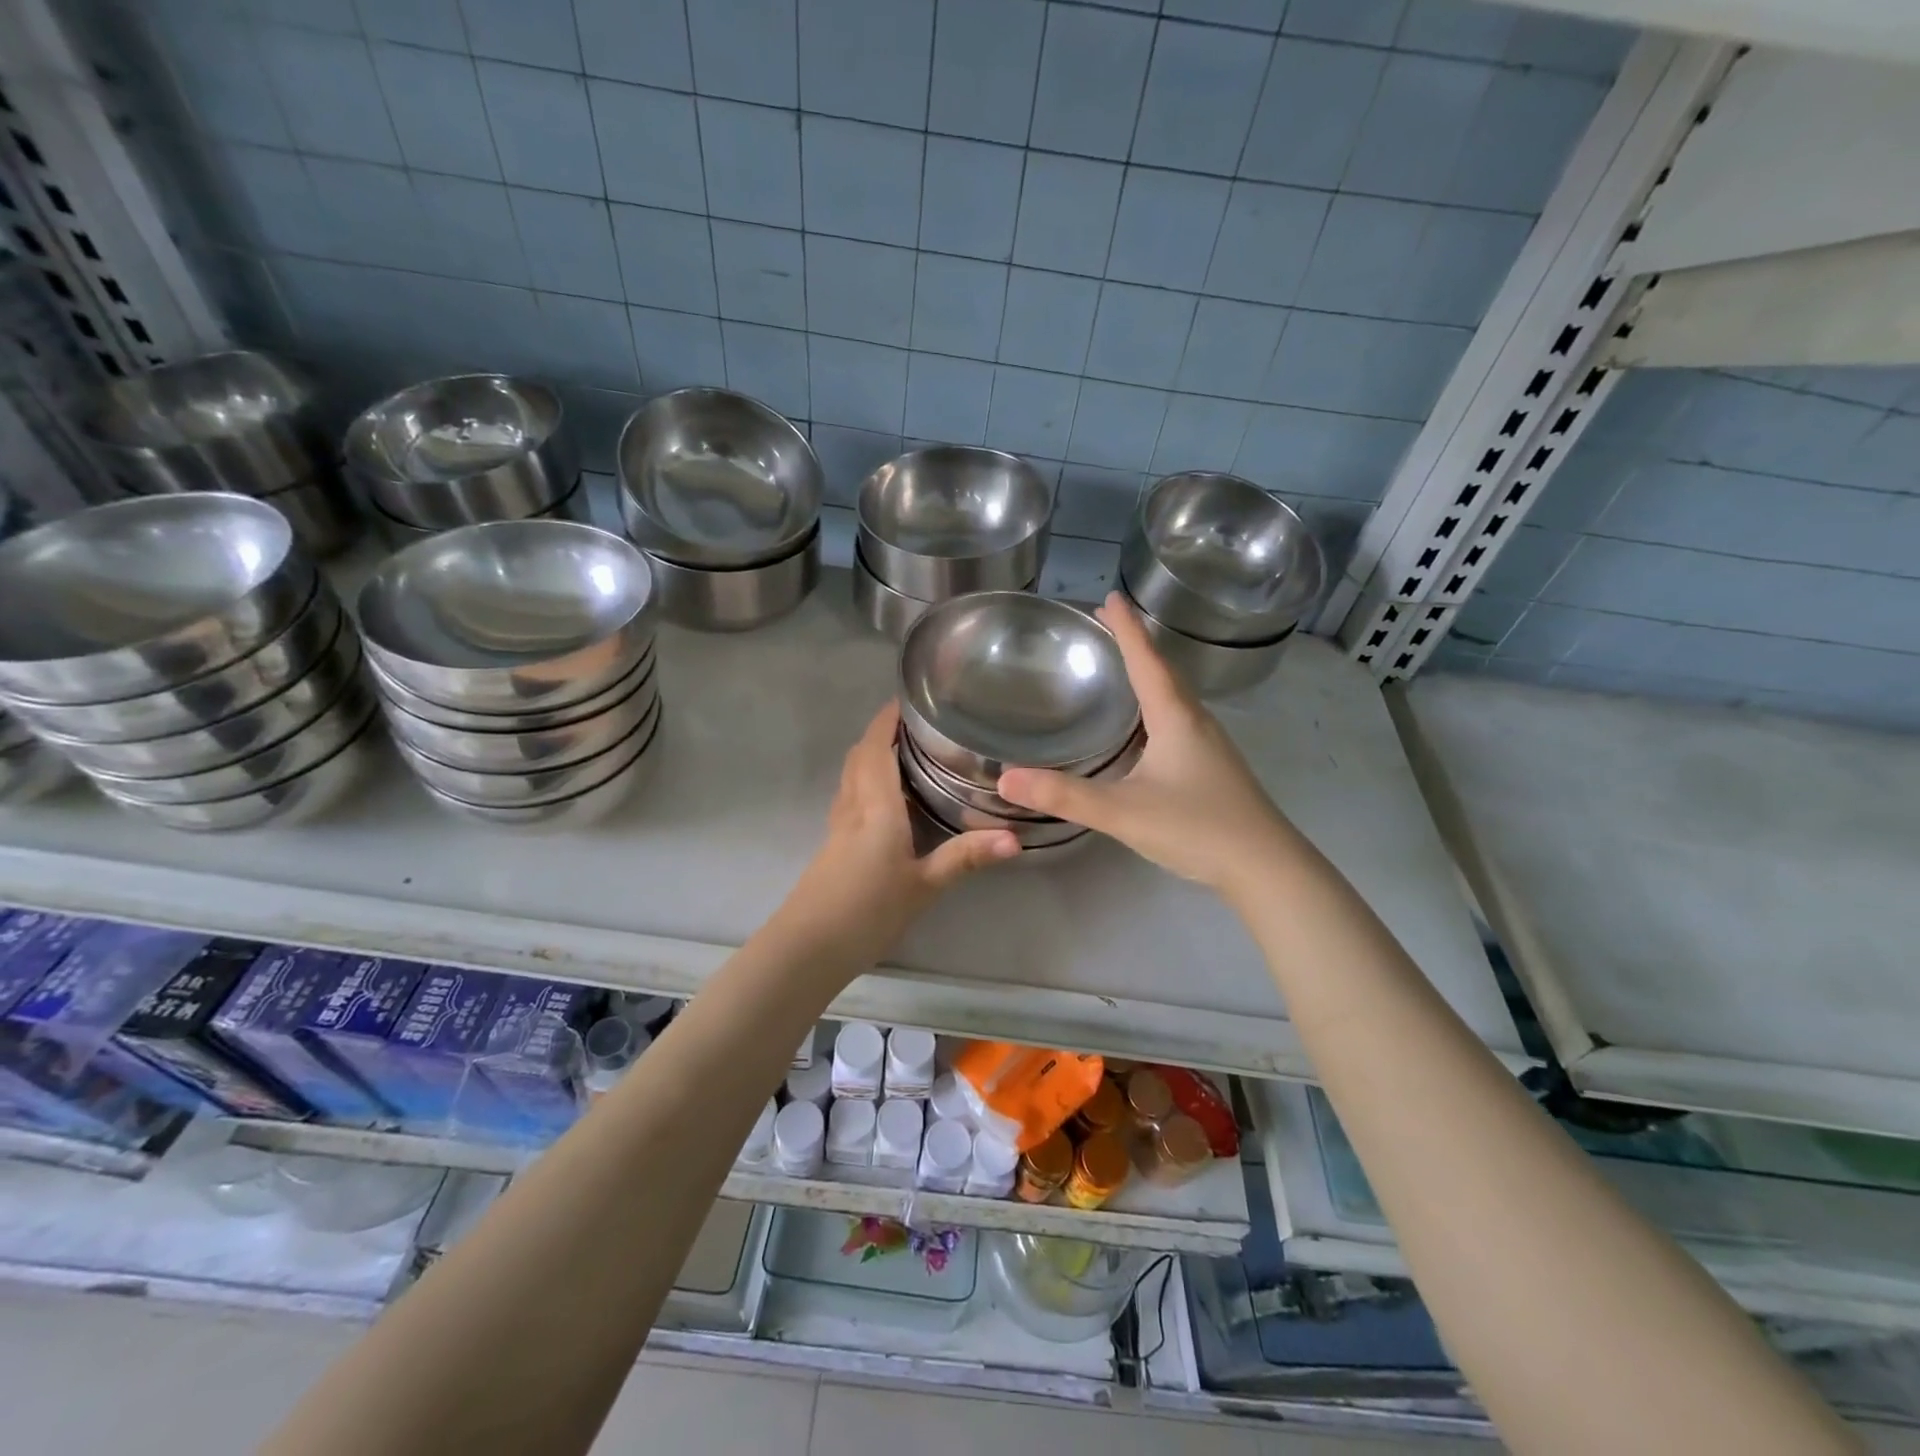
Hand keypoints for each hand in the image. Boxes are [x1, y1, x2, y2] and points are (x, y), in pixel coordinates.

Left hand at [792, 702, 1018, 951]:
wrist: (809, 947)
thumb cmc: (867, 911)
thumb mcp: (924, 886)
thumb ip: (966, 858)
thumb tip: (1016, 839)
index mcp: (875, 806)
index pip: (876, 748)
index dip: (887, 720)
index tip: (908, 699)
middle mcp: (853, 806)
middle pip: (860, 756)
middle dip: (882, 733)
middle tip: (917, 726)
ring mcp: (838, 826)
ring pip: (852, 776)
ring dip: (872, 756)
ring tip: (907, 754)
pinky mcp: (833, 844)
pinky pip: (850, 797)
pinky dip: (868, 782)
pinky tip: (889, 802)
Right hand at [998, 593, 1292, 897]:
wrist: (1266, 867)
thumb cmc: (1197, 828)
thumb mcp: (1122, 811)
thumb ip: (1065, 796)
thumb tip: (1005, 778)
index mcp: (1175, 718)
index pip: (1146, 660)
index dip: (1126, 629)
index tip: (1109, 597)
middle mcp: (1195, 721)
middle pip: (1164, 671)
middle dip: (1135, 644)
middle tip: (1107, 624)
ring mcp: (1209, 745)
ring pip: (1174, 696)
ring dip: (1149, 673)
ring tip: (1123, 666)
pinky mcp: (1213, 768)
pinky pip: (1179, 720)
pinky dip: (1157, 705)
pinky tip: (1147, 727)